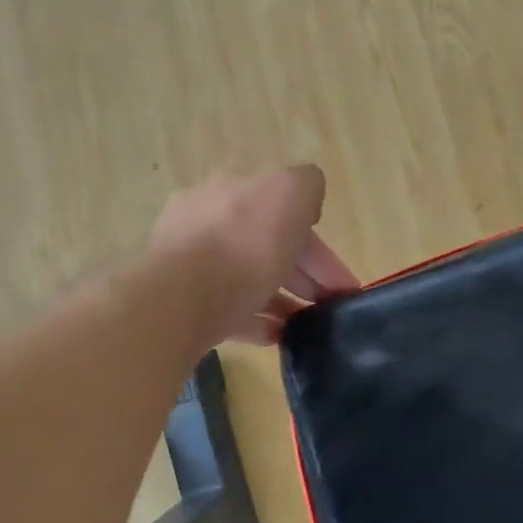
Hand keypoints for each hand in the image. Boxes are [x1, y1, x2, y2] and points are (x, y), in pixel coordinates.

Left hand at [149, 166, 359, 344]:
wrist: (181, 298)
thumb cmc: (243, 242)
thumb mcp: (291, 192)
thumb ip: (306, 186)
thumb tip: (306, 203)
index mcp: (228, 189)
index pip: (282, 210)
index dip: (317, 241)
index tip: (341, 278)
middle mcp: (203, 220)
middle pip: (264, 245)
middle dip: (302, 273)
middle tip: (330, 304)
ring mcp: (187, 263)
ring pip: (246, 278)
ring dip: (282, 298)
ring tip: (308, 324)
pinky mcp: (181, 303)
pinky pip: (227, 310)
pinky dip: (256, 321)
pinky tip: (278, 337)